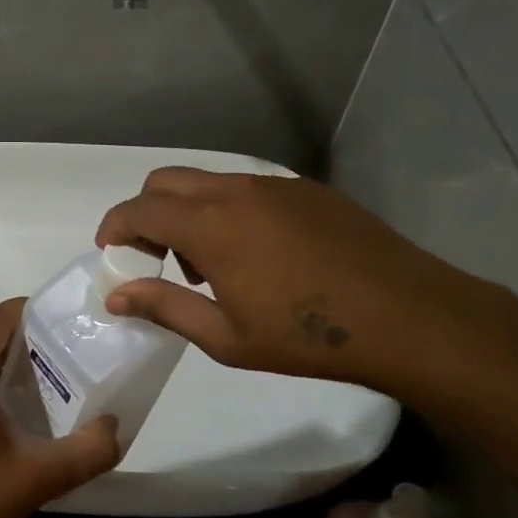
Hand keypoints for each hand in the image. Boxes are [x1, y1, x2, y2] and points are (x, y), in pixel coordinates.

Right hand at [94, 168, 493, 398]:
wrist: (407, 317)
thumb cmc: (307, 337)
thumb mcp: (226, 337)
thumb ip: (165, 307)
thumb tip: (116, 295)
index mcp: (210, 225)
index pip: (140, 209)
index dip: (115, 226)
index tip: (109, 251)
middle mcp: (235, 192)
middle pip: (166, 181)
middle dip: (146, 212)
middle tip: (155, 256)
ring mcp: (274, 186)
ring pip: (207, 181)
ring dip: (187, 211)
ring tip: (208, 263)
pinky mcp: (306, 190)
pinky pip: (246, 188)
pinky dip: (226, 209)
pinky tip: (256, 253)